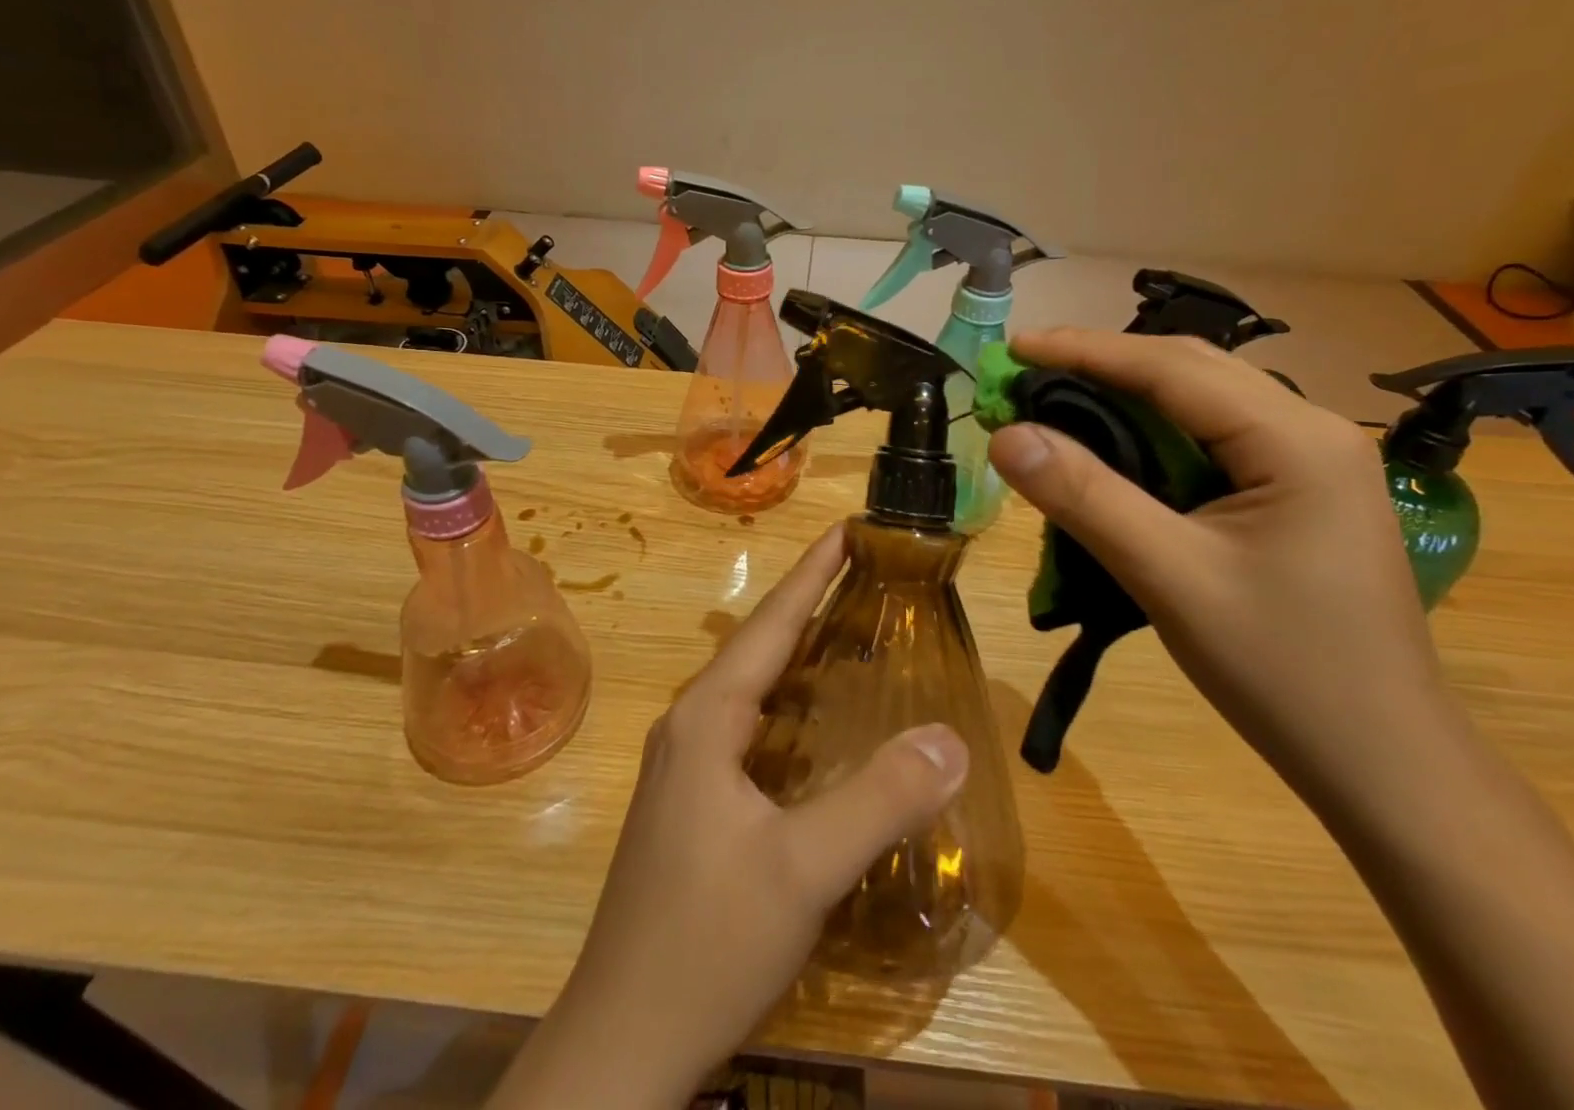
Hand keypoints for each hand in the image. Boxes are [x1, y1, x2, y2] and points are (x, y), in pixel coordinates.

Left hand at [488, 527, 968, 1109]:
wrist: (621, 1044)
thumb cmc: (707, 941)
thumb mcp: (803, 869)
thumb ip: (879, 799)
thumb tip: (951, 737)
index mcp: (706, 718)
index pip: (769, 624)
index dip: (811, 574)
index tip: (847, 529)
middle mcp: (689, 727)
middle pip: (758, 649)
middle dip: (810, 607)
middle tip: (866, 576)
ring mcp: (684, 767)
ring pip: (751, 692)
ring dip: (798, 658)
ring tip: (852, 635)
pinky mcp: (690, 805)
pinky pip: (748, 731)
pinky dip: (789, 709)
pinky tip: (818, 727)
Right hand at [987, 330, 1452, 803]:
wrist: (1385, 763)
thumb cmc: (1284, 670)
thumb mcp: (1169, 577)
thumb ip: (1085, 497)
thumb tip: (1004, 435)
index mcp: (1295, 438)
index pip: (1171, 368)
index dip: (1083, 350)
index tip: (1011, 347)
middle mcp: (1312, 430)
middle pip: (1190, 371)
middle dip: (1102, 363)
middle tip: (1023, 372)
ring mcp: (1312, 461)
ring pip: (1201, 402)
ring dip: (1126, 394)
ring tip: (1055, 400)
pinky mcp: (1299, 491)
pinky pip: (1212, 438)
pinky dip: (1152, 431)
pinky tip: (1115, 448)